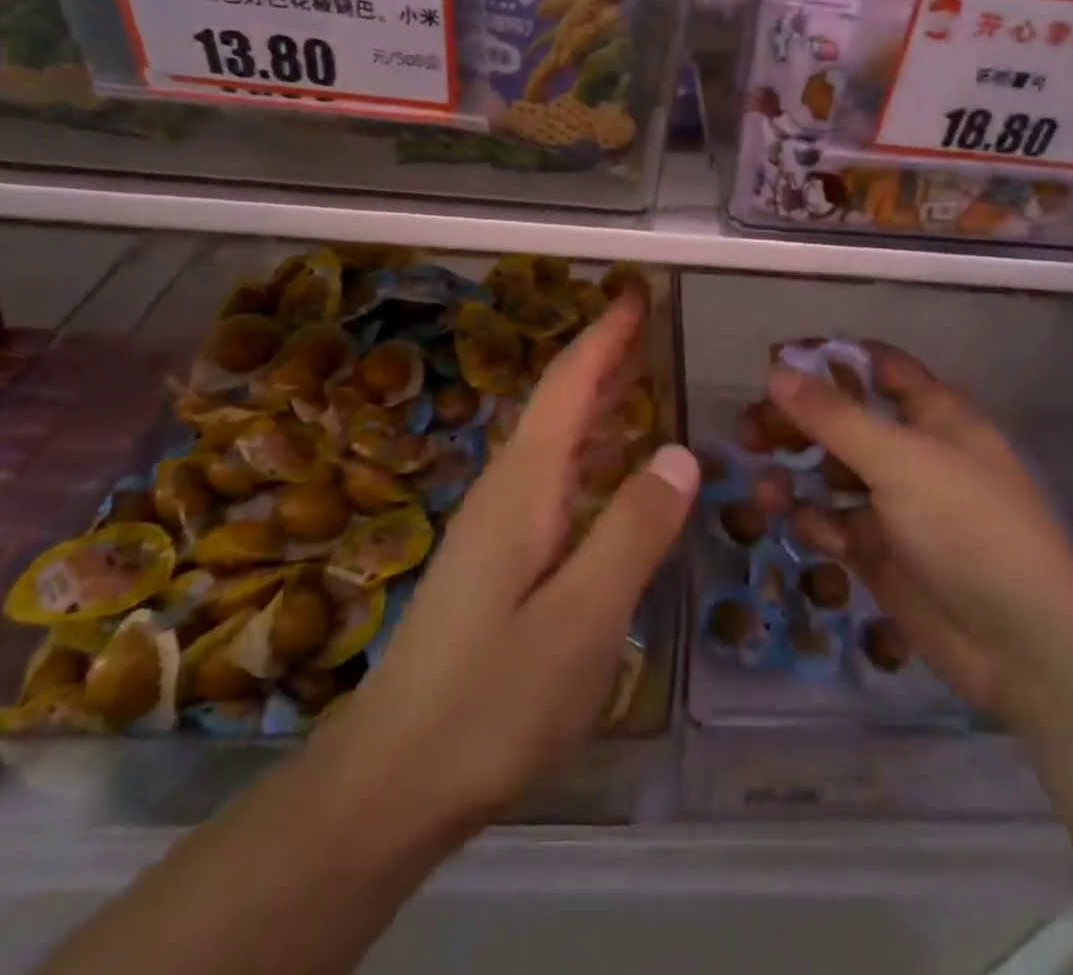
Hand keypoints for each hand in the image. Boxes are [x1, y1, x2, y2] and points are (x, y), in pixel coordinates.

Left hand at [327, 293, 697, 830]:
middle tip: (650, 325)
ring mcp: (497, 527)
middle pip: (559, 404)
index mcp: (524, 488)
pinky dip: (589, 454)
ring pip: (555, 442)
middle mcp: (507, 491)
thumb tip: (680, 453)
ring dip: (597, 403)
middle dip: (604, 358)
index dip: (604, 336)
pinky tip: (611, 473)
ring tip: (642, 380)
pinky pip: (554, 481)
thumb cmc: (491, 700)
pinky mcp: (498, 561)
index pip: (568, 387)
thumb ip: (632, 532)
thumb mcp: (581, 620)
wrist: (392, 779)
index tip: (636, 293)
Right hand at [761, 345, 1072, 729]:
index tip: (775, 362)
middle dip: (798, 422)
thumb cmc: (969, 527)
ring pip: (831, 473)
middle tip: (750, 430)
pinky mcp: (880, 550)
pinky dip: (817, 523)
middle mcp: (913, 451)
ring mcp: (896, 503)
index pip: (876, 367)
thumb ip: (834, 416)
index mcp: (934, 414)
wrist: (1021, 644)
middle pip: (843, 420)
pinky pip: (834, 522)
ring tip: (765, 488)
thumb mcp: (900, 460)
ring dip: (796, 475)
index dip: (828, 360)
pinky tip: (811, 533)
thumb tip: (776, 371)